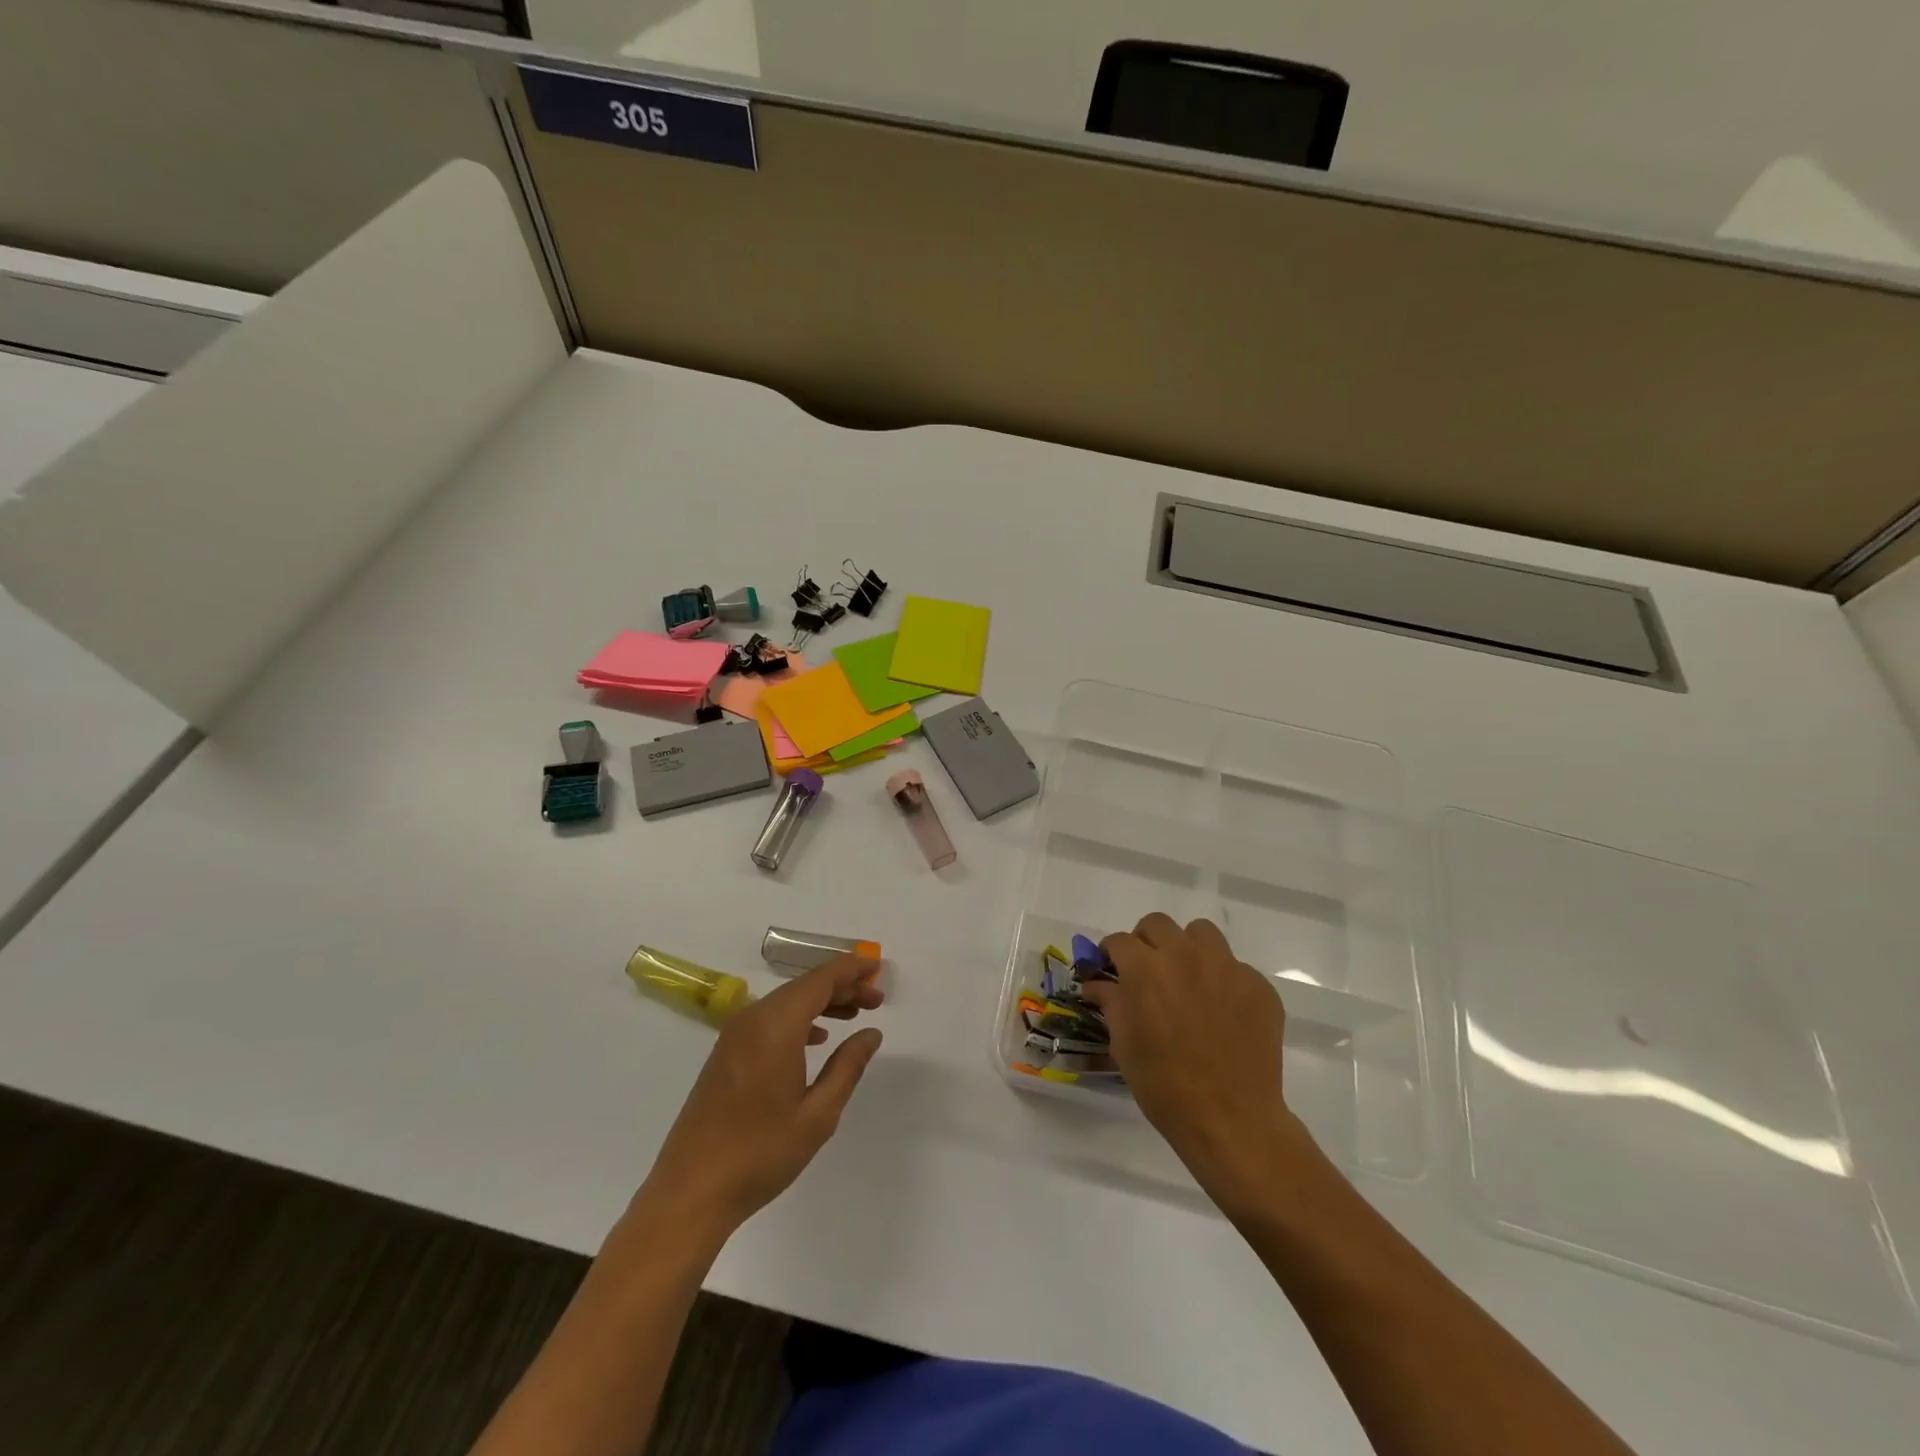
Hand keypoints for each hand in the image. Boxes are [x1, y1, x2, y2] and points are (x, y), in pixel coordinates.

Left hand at [641, 955, 883, 1234]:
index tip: (878, 969)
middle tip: (875, 1000)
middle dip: (841, 987)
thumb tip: (871, 1033)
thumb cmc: (760, 1153)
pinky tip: (817, 1038)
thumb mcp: (818, 1114)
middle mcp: (753, 1018)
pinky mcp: (726, 1052)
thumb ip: (847, 1066)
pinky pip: (770, 1018)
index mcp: (776, 1025)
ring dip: (821, 1002)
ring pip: (786, 1001)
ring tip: (854, 1015)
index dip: (851, 969)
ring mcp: (734, 1035)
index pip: (821, 979)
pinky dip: (798, 1018)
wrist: (690, 1191)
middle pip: (804, 986)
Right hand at [1085, 914, 1315, 1213]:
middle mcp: (1185, 956)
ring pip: (1200, 934)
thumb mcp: (1123, 1044)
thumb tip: (1096, 984)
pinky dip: (1221, 979)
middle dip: (1145, 942)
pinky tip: (1220, 1010)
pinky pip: (1234, 966)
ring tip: (1186, 978)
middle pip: (1158, 924)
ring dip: (1186, 948)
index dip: (1110, 954)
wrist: (1230, 1119)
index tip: (1110, 969)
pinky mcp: (1258, 986)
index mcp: (1146, 969)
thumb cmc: (1164, 1085)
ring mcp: (1226, 967)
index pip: (1120, 941)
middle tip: (1146, 970)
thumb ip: (1110, 1002)